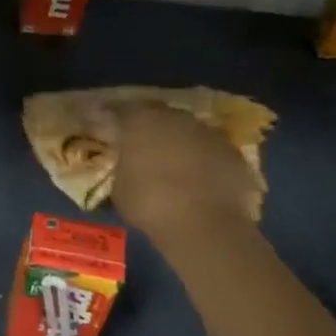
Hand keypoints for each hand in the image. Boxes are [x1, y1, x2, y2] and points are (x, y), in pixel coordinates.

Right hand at [109, 101, 261, 234]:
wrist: (205, 226)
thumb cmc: (150, 204)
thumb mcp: (120, 187)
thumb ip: (122, 166)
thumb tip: (126, 163)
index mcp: (140, 121)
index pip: (119, 109)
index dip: (110, 116)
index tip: (103, 123)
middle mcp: (175, 118)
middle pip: (157, 114)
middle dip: (147, 127)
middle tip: (140, 144)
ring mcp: (208, 133)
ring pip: (186, 130)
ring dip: (177, 142)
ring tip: (171, 163)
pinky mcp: (233, 153)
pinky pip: (210, 150)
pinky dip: (202, 159)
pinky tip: (198, 179)